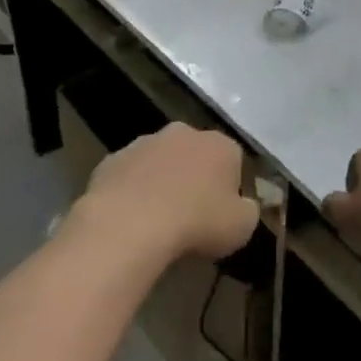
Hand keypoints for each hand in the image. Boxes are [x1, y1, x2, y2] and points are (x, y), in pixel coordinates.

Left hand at [80, 123, 258, 262]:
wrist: (130, 223)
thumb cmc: (196, 223)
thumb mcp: (241, 227)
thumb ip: (248, 211)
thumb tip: (243, 206)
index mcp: (221, 145)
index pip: (234, 161)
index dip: (229, 189)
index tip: (221, 215)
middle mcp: (184, 133)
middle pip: (195, 155)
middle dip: (194, 177)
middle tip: (190, 215)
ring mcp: (145, 142)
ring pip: (160, 162)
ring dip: (161, 182)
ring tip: (156, 220)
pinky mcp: (112, 159)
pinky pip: (130, 176)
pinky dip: (132, 191)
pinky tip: (129, 219)